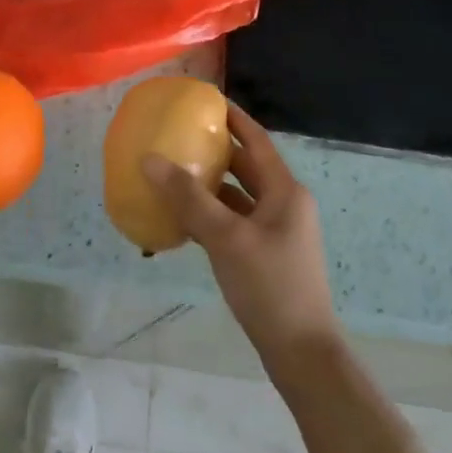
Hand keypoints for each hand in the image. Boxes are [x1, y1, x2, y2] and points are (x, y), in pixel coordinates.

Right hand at [143, 102, 342, 380]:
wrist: (301, 353)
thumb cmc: (269, 286)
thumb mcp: (226, 238)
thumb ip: (188, 197)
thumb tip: (150, 159)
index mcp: (285, 191)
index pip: (256, 140)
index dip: (233, 117)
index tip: (205, 99)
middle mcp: (285, 204)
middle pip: (247, 167)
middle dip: (215, 151)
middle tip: (179, 135)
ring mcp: (277, 232)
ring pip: (239, 196)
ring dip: (210, 185)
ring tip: (173, 173)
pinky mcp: (267, 255)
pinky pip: (235, 222)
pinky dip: (212, 215)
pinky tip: (183, 220)